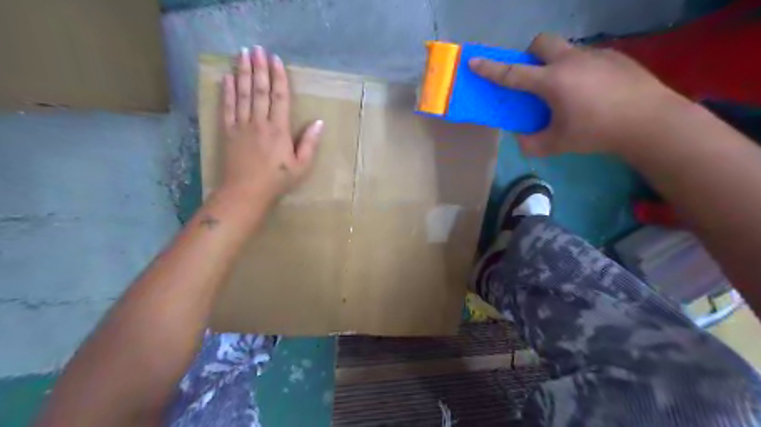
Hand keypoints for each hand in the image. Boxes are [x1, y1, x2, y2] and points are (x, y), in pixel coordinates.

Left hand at [222, 46, 324, 202]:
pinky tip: (227, 78)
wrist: (246, 192)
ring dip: (242, 72)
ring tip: (242, 54)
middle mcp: (259, 122)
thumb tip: (320, 122)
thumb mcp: (301, 166)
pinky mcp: (228, 131)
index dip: (278, 77)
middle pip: (259, 90)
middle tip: (256, 48)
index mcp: (279, 129)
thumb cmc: (277, 181)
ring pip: (242, 94)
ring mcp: (241, 125)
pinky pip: (227, 107)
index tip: (276, 60)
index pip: (280, 97)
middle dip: (258, 67)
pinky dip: (227, 92)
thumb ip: (310, 143)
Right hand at [471, 34, 690, 155]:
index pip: (513, 73)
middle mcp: (571, 61)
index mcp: (552, 81)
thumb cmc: (597, 132)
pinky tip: (593, 91)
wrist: (649, 122)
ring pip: (566, 49)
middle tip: (534, 76)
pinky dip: (579, 70)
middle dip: (530, 54)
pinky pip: (587, 58)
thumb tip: (522, 139)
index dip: (490, 69)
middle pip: (541, 42)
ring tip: (568, 90)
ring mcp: (595, 55)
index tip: (474, 61)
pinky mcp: (615, 57)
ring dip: (556, 63)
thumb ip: (532, 143)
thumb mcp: (557, 144)